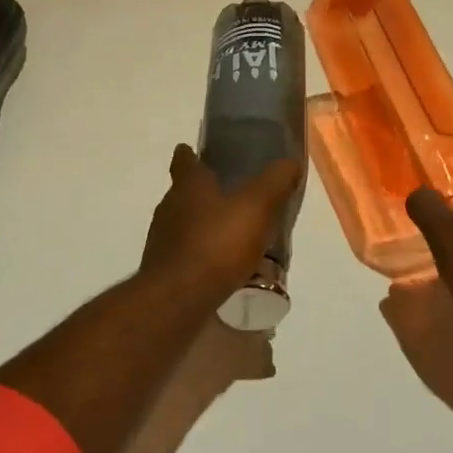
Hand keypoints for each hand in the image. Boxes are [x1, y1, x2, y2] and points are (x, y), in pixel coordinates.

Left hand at [140, 144, 302, 307]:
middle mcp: (169, 208)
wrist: (178, 299)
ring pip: (184, 226)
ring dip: (205, 228)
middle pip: (184, 193)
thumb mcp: (258, 205)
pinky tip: (223, 269)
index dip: (191, 155)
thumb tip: (289, 162)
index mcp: (188, 186)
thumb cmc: (218, 243)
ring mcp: (163, 241)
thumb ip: (275, 182)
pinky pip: (187, 256)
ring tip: (233, 237)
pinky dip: (203, 257)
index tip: (198, 154)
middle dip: (204, 194)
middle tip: (232, 198)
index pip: (184, 160)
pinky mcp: (164, 271)